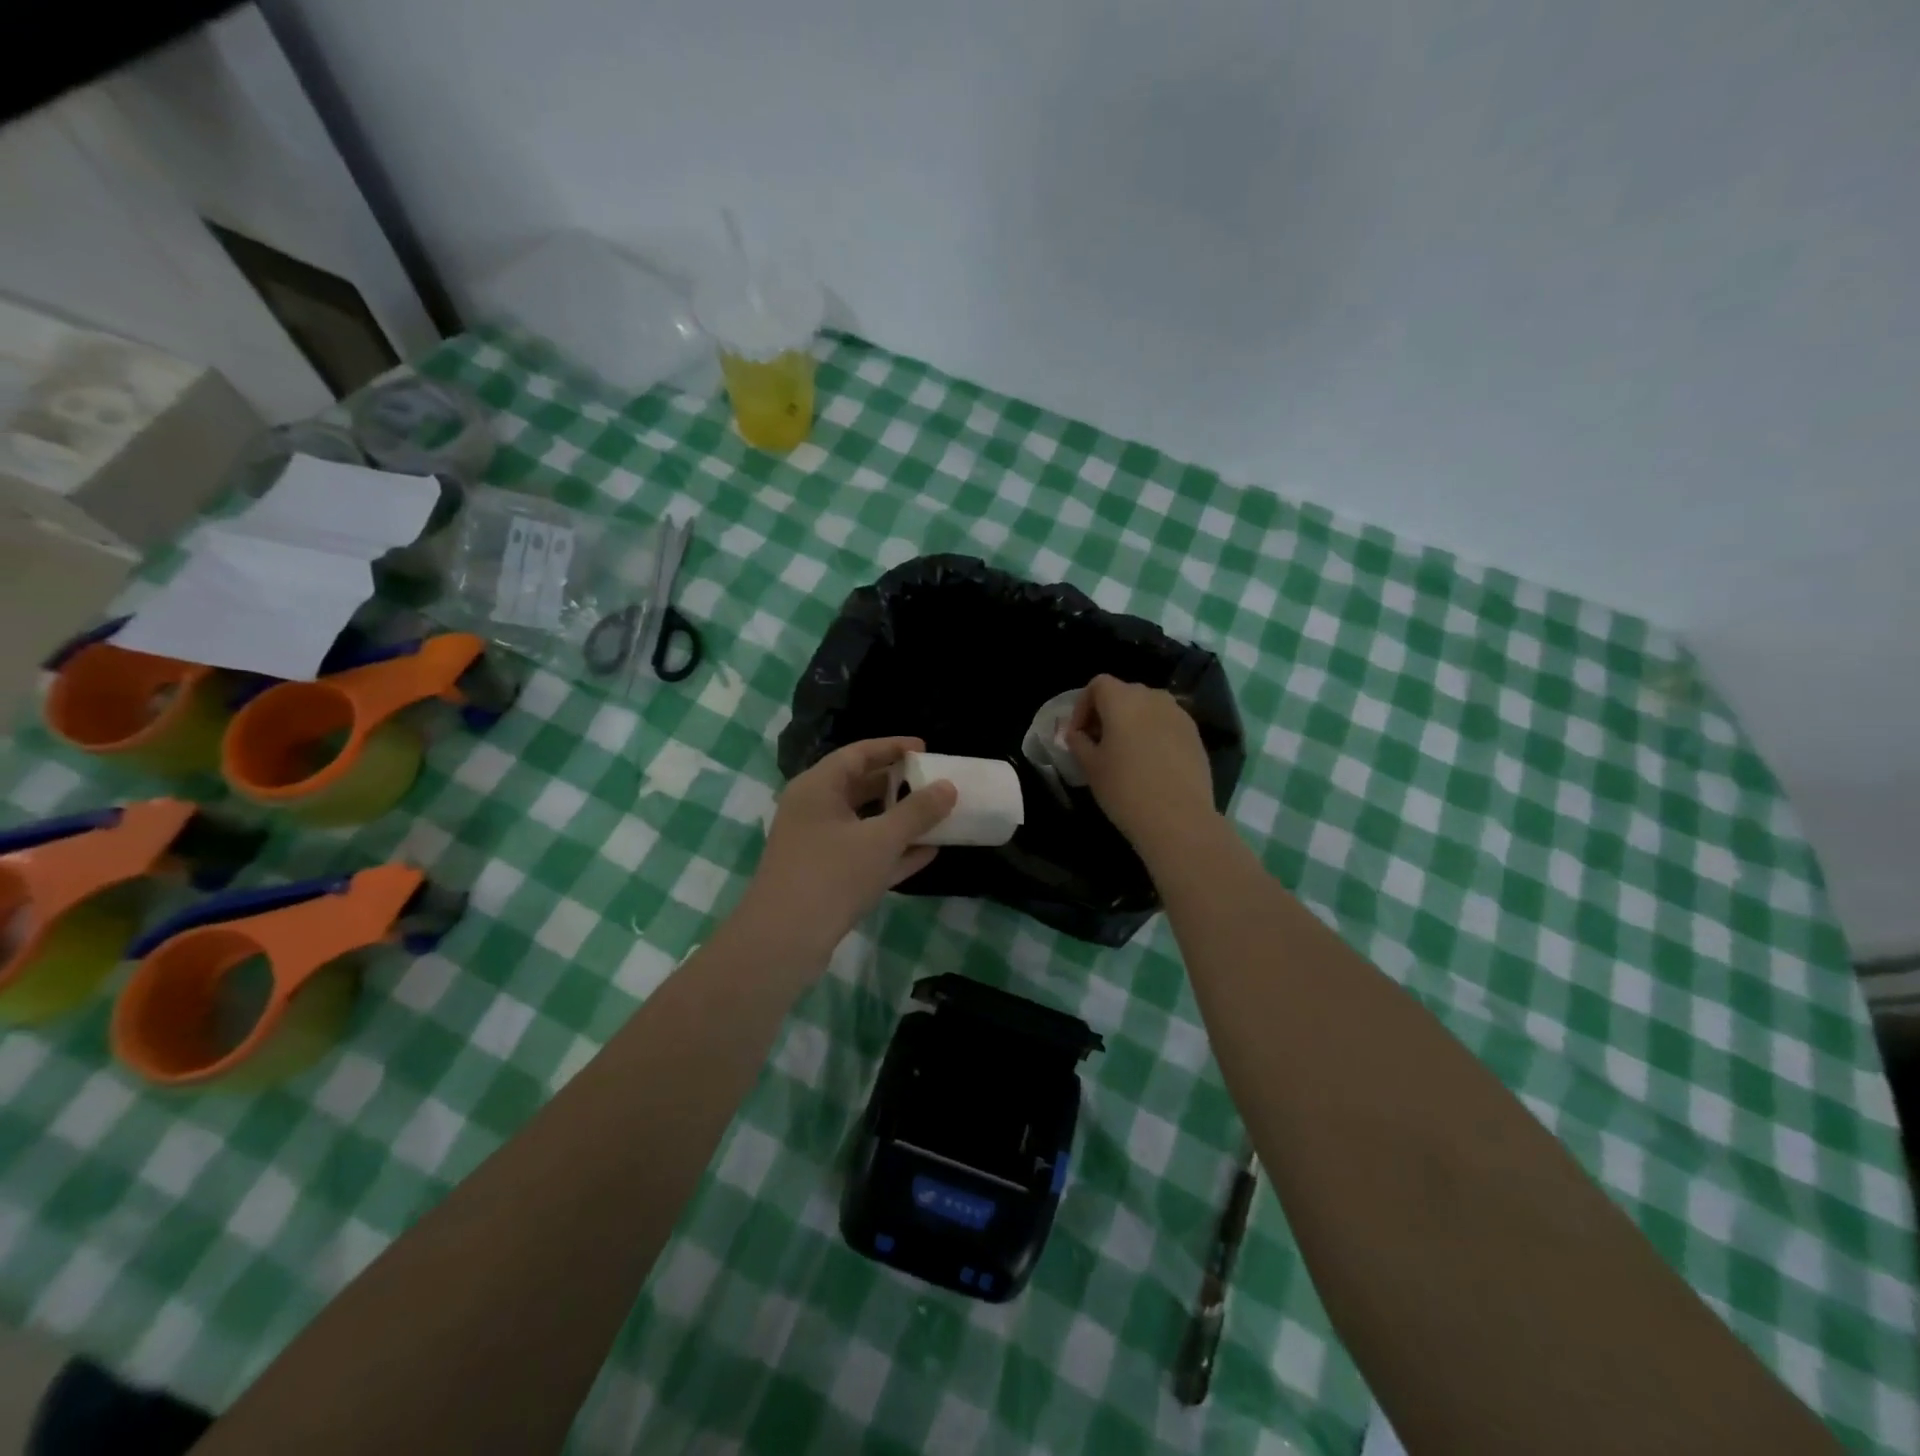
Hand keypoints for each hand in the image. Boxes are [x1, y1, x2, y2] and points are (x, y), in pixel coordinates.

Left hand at [735, 737, 956, 972]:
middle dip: (899, 785)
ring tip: (937, 816)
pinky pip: (863, 853)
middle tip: (934, 783)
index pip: (858, 754)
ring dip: (899, 820)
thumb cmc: (831, 876)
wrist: (782, 942)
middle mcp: (813, 810)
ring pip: (864, 823)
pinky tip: (927, 853)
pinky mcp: (825, 877)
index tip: (926, 749)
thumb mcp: (881, 840)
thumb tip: (948, 787)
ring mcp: (817, 845)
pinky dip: (892, 851)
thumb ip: (917, 812)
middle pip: (860, 786)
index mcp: (818, 788)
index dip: (892, 747)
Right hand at [1066, 675, 1216, 850]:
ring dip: (1132, 723)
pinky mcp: (1195, 735)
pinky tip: (1150, 764)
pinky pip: (1166, 724)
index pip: (1098, 685)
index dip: (1082, 706)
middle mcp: (1153, 698)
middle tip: (1097, 743)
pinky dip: (1153, 735)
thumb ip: (1078, 742)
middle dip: (1106, 713)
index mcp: (1123, 700)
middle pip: (1124, 693)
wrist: (1179, 819)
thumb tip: (1075, 733)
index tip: (1077, 734)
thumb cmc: (1125, 789)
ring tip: (1124, 754)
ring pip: (1147, 708)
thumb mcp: (1090, 766)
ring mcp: (1179, 715)